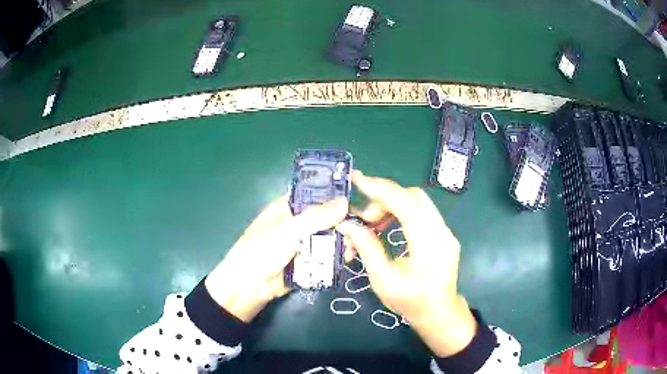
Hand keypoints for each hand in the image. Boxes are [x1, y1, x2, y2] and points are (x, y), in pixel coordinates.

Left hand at [205, 196, 347, 321]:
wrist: (250, 286)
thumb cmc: (262, 251)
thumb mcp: (288, 230)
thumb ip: (316, 217)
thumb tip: (345, 202)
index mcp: (288, 207)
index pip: (315, 194)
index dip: (334, 195)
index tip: (357, 197)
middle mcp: (297, 223)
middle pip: (326, 217)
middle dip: (343, 221)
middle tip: (362, 227)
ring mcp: (303, 243)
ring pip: (329, 237)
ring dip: (343, 240)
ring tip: (357, 244)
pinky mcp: (308, 261)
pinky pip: (327, 255)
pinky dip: (338, 255)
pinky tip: (349, 256)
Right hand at [336, 170, 476, 357]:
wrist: (439, 314)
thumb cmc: (411, 303)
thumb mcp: (383, 280)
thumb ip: (367, 248)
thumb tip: (347, 225)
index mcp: (429, 244)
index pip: (406, 204)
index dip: (380, 189)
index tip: (357, 179)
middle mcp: (442, 231)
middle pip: (413, 197)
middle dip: (384, 199)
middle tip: (363, 216)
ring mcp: (445, 231)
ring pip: (417, 202)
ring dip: (391, 206)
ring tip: (370, 225)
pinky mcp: (442, 234)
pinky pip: (420, 213)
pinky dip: (400, 213)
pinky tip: (385, 227)